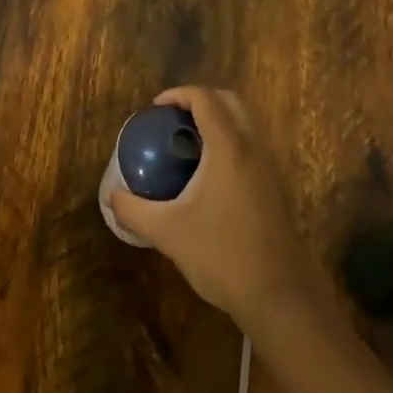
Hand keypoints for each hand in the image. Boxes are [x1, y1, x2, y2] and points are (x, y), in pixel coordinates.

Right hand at [110, 87, 322, 328]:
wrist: (281, 299)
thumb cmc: (222, 256)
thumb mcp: (168, 232)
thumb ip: (134, 210)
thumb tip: (111, 197)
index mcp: (228, 147)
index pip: (204, 98)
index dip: (178, 94)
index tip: (155, 109)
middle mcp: (253, 148)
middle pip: (229, 102)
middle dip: (199, 101)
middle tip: (172, 120)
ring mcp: (270, 168)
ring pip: (244, 124)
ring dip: (217, 122)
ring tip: (187, 145)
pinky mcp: (277, 189)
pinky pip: (251, 147)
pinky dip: (229, 144)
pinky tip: (208, 177)